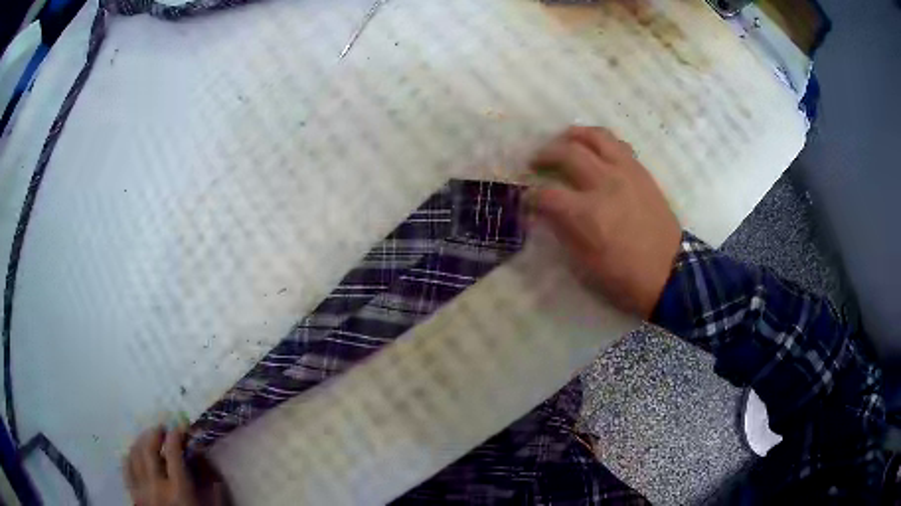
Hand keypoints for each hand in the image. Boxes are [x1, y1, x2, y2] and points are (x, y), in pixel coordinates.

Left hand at [125, 426, 227, 505]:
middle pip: (149, 448)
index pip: (173, 452)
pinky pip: (125, 468)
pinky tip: (136, 453)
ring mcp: (141, 490)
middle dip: (155, 432)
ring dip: (141, 440)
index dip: (176, 435)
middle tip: (163, 428)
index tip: (181, 428)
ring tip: (150, 437)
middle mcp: (156, 486)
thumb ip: (211, 485)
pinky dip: (130, 455)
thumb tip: (202, 456)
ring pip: (134, 454)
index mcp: (179, 490)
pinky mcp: (133, 495)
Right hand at [526, 126, 680, 318]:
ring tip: (563, 141)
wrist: (669, 273)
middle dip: (545, 154)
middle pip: (567, 152)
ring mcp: (626, 173)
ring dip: (573, 135)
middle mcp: (605, 183)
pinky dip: (600, 141)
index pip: (547, 193)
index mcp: (587, 213)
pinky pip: (618, 144)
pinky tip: (595, 151)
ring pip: (595, 136)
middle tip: (536, 162)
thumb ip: (562, 231)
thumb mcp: (584, 264)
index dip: (530, 196)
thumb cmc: (624, 276)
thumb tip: (544, 213)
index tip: (525, 199)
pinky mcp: (641, 172)